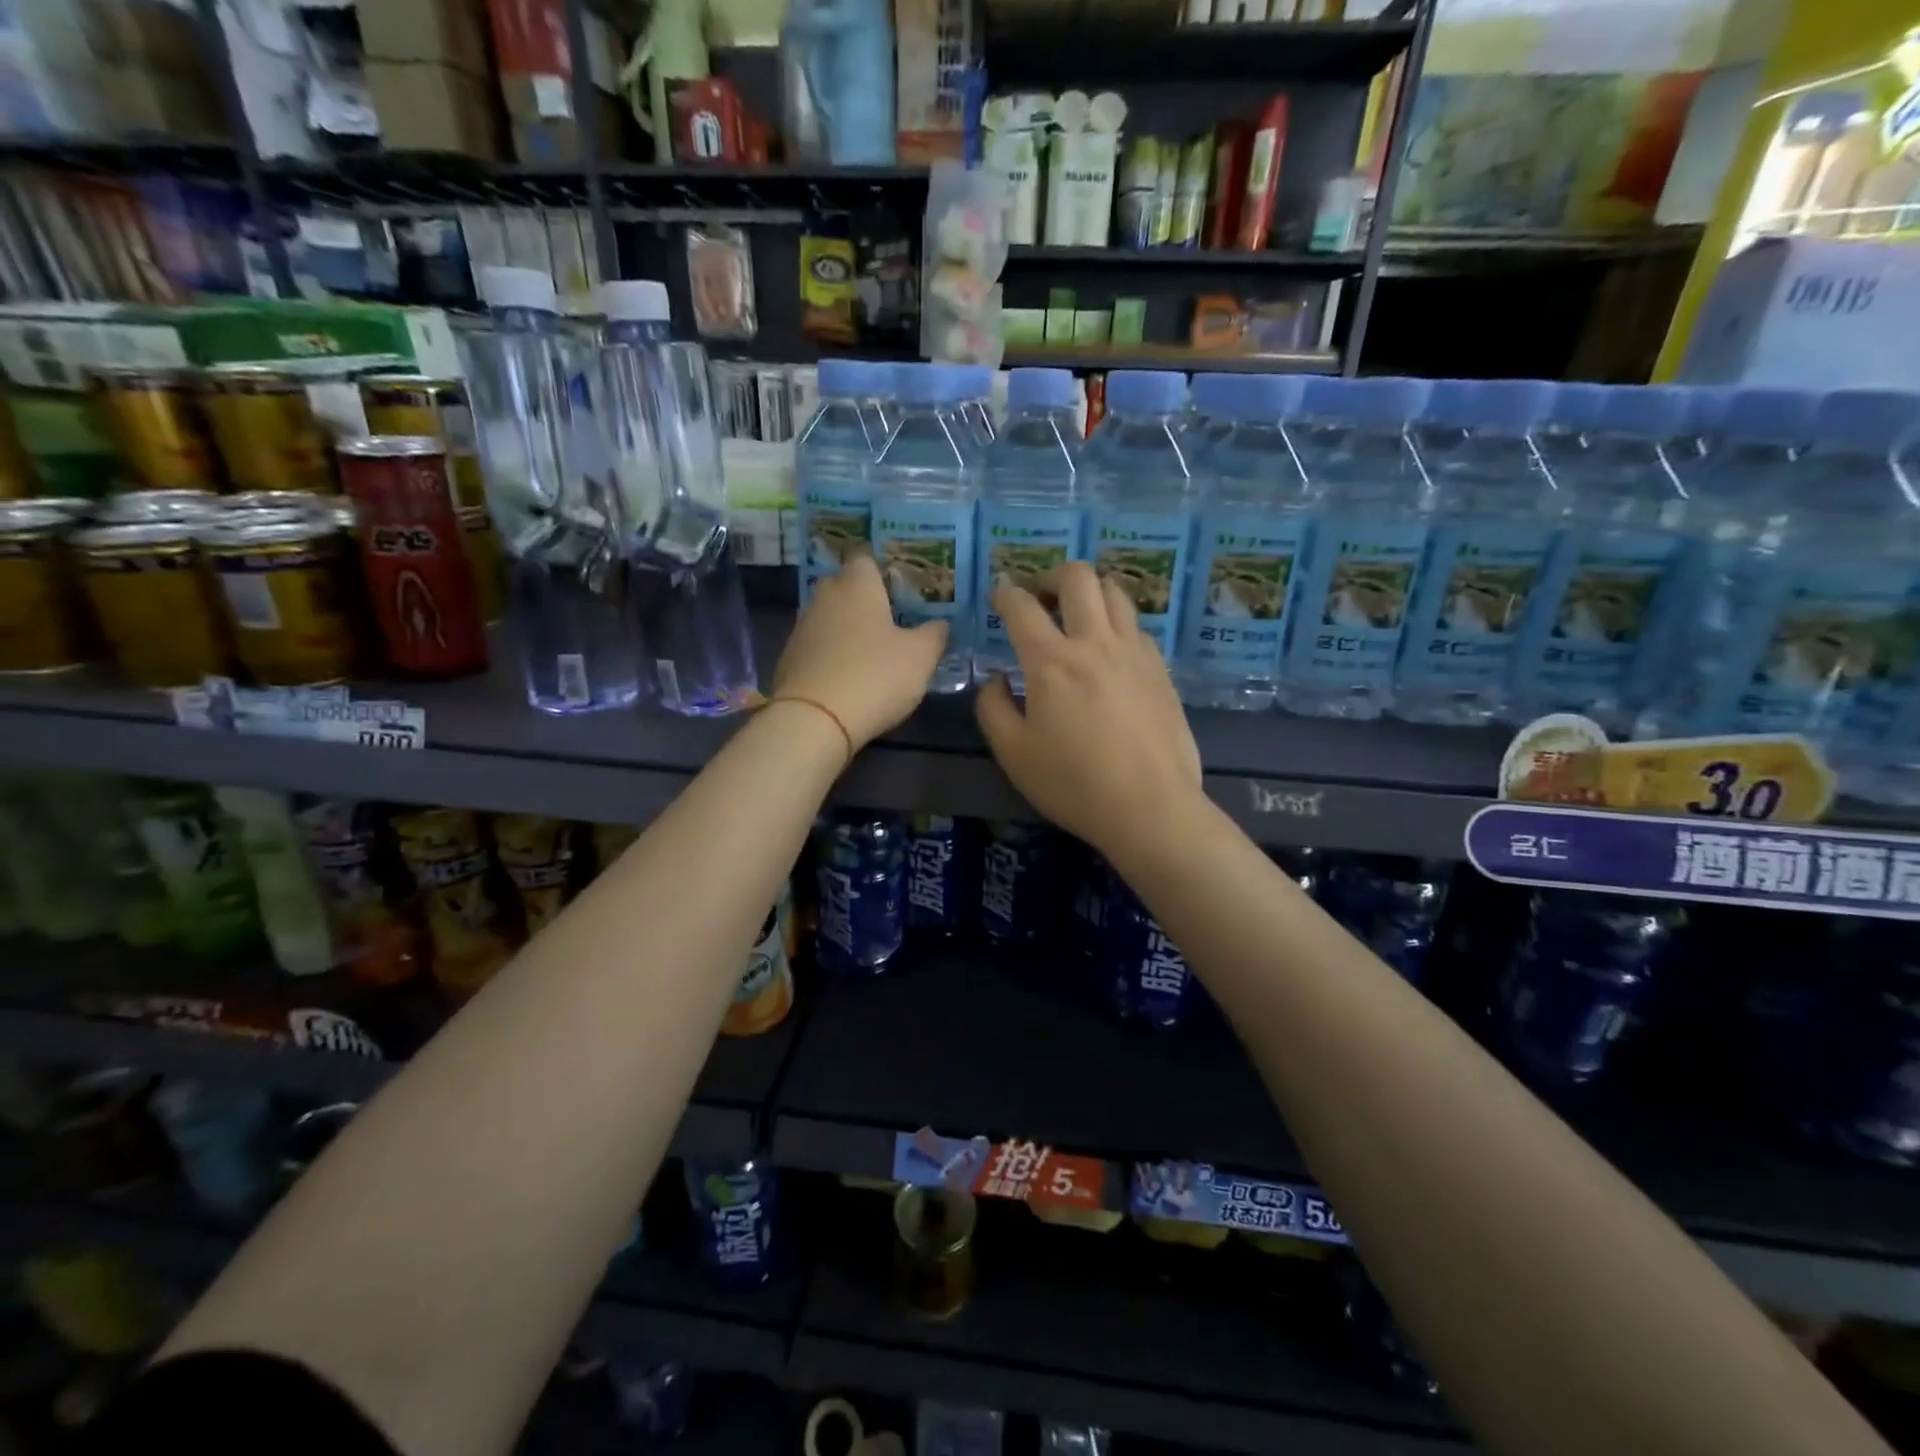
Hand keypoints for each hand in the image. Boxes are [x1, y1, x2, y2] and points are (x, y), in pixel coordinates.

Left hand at [773, 552, 947, 750]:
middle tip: (892, 620)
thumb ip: (935, 634)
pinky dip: (833, 656)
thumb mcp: (921, 656)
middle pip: (845, 587)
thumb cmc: (875, 675)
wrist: (815, 720)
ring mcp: (802, 628)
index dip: (884, 571)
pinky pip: (818, 647)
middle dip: (865, 600)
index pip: (866, 559)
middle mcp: (825, 597)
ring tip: (873, 652)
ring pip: (830, 618)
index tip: (902, 589)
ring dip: (848, 630)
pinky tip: (849, 676)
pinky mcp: (789, 660)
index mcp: (857, 585)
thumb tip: (940, 624)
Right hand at [975, 561, 1201, 857]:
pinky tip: (1109, 650)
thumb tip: (996, 679)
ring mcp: (1134, 651)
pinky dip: (1116, 622)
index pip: (1021, 606)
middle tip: (1040, 598)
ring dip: (1090, 592)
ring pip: (1115, 592)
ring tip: (1077, 616)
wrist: (1150, 807)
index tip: (999, 598)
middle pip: (1078, 577)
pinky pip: (1136, 625)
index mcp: (1051, 661)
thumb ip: (993, 707)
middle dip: (1051, 576)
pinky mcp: (1160, 668)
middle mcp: (1094, 642)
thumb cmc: (1073, 784)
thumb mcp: (1013, 753)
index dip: (1004, 594)